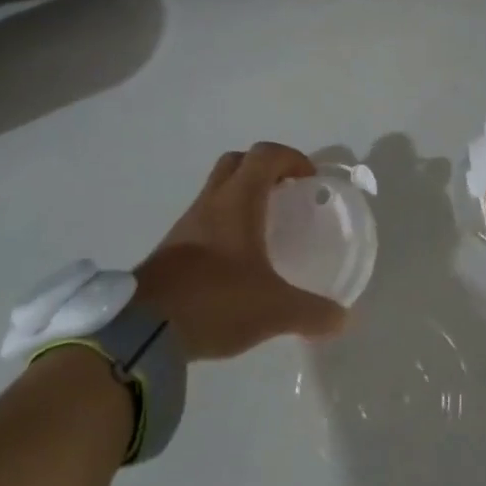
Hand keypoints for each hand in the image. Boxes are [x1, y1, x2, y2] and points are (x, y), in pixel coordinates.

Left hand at [133, 143, 348, 359]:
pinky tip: (235, 259)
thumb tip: (342, 319)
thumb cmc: (216, 301)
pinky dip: (223, 223)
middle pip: (237, 162)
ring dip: (241, 196)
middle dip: (264, 169)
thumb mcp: (273, 310)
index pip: (265, 155)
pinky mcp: (171, 248)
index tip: (309, 179)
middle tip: (285, 194)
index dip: (291, 158)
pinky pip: (204, 219)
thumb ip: (311, 313)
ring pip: (217, 190)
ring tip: (263, 227)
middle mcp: (211, 202)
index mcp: (238, 201)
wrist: (144, 330)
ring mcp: (186, 224)